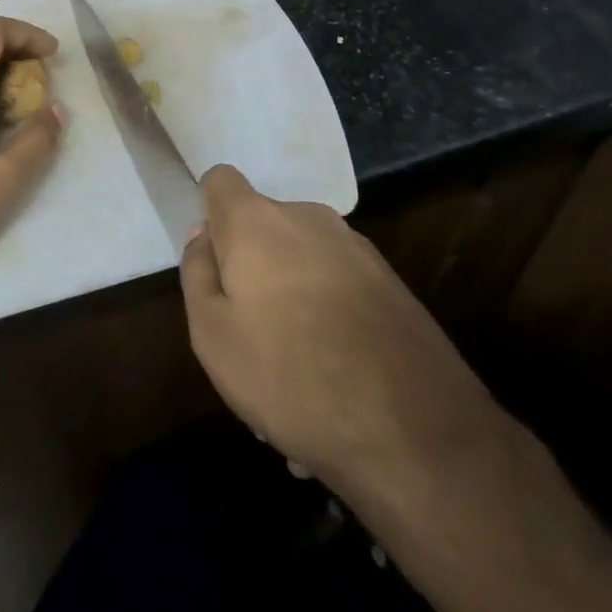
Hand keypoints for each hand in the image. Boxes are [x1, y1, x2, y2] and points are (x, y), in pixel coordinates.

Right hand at [179, 165, 508, 505]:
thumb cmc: (290, 377)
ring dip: (291, 293)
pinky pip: (338, 283)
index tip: (215, 264)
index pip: (220, 180)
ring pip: (302, 258)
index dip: (210, 214)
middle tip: (250, 333)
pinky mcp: (390, 281)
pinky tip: (336, 374)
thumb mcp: (213, 335)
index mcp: (257, 220)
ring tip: (296, 368)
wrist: (414, 431)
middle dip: (252, 265)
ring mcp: (355, 247)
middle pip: (263, 225)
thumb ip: (197, 273)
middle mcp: (307, 217)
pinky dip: (328, 312)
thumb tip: (203, 234)